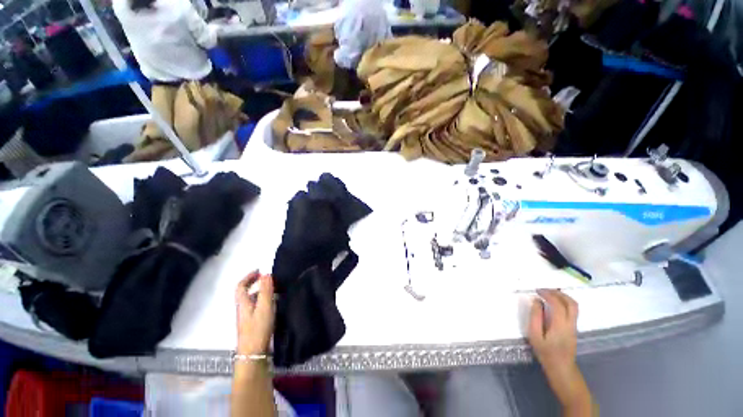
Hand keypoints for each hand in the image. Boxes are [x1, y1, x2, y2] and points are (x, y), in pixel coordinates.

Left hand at [235, 271, 274, 355]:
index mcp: (243, 303)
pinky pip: (256, 307)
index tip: (259, 271)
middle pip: (245, 293)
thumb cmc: (258, 328)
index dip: (248, 277)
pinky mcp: (252, 324)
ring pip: (252, 300)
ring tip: (274, 289)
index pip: (240, 286)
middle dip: (255, 283)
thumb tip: (266, 274)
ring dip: (260, 292)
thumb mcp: (265, 307)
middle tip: (268, 279)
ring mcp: (247, 317)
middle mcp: (243, 309)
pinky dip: (263, 300)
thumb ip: (266, 290)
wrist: (253, 354)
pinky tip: (273, 304)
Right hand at [528, 289, 592, 414]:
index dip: (547, 294)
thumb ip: (535, 317)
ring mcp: (574, 326)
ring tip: (549, 294)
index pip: (557, 303)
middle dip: (558, 293)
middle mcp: (570, 323)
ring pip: (574, 306)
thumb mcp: (535, 335)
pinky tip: (555, 304)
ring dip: (562, 297)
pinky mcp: (574, 329)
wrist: (561, 369)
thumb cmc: (546, 353)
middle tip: (545, 290)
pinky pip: (572, 311)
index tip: (537, 291)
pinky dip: (564, 303)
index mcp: (560, 325)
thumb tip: (536, 301)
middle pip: (571, 303)